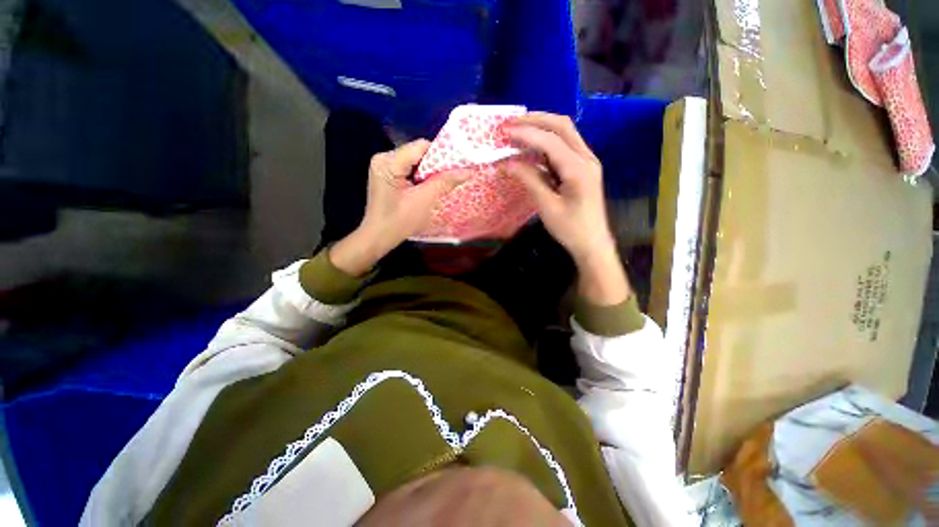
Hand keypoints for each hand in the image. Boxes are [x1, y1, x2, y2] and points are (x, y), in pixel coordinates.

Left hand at [330, 139, 467, 276]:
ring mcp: (384, 166)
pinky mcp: (387, 175)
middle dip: (435, 165)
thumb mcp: (424, 201)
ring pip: (415, 161)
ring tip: (440, 185)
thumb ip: (444, 182)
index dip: (441, 155)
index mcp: (388, 162)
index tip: (456, 166)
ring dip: (429, 172)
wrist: (378, 237)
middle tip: (450, 177)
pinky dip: (421, 177)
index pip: (421, 147)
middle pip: (418, 153)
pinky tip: (427, 188)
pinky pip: (410, 169)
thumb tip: (468, 171)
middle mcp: (383, 158)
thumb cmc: (399, 221)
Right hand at [503, 112, 628, 304]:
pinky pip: (564, 147)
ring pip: (564, 133)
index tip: (504, 131)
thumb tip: (508, 163)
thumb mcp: (547, 207)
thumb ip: (529, 181)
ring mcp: (587, 161)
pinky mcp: (583, 168)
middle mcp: (586, 158)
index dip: (526, 133)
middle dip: (535, 120)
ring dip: (541, 128)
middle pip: (562, 126)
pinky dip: (546, 142)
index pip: (551, 140)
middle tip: (511, 123)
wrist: (593, 243)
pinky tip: (532, 148)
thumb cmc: (570, 229)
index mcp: (579, 169)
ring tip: (518, 131)